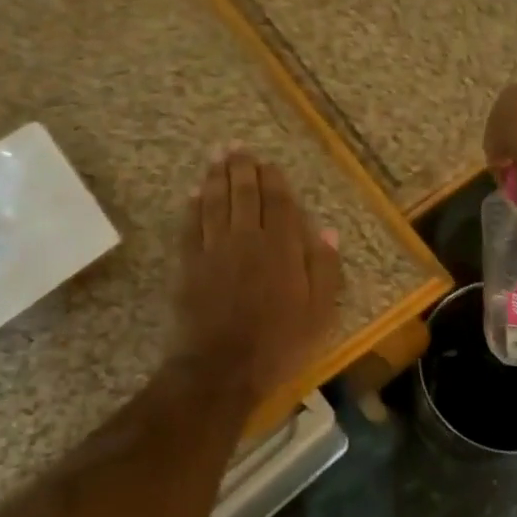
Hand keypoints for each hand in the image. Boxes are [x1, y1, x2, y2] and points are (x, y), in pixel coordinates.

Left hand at [175, 148, 342, 401]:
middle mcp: (247, 239)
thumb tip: (327, 231)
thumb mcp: (320, 314)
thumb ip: (324, 269)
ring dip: (215, 176)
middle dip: (241, 167)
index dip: (273, 179)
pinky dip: (192, 205)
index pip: (278, 202)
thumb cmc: (278, 344)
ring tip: (216, 156)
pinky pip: (191, 225)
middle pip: (244, 194)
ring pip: (215, 202)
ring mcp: (215, 249)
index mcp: (282, 248)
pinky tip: (193, 192)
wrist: (221, 369)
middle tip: (236, 146)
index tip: (268, 163)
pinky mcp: (189, 264)